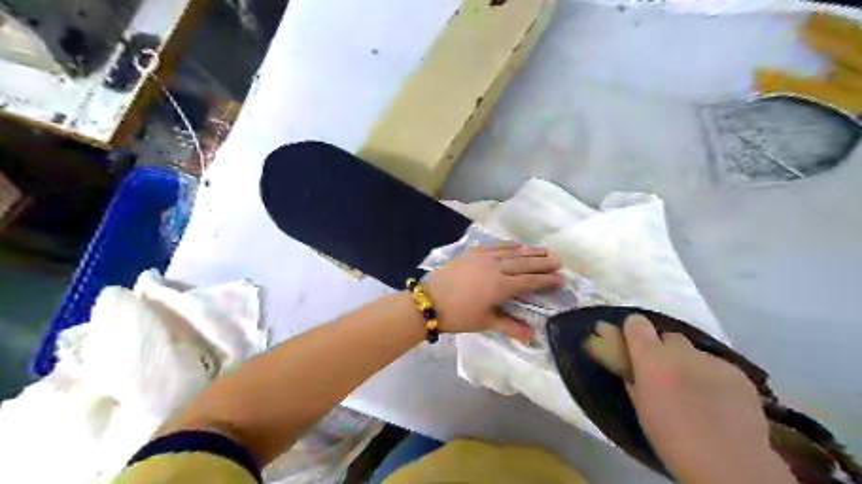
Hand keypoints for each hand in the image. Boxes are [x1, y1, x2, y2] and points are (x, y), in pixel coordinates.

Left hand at [425, 245, 562, 342]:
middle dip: (543, 262)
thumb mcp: (485, 322)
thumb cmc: (458, 315)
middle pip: (524, 264)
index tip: (561, 278)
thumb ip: (510, 326)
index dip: (546, 280)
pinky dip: (508, 245)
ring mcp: (484, 258)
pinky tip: (518, 244)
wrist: (429, 300)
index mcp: (501, 286)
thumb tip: (532, 338)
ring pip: (512, 253)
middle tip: (559, 260)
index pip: (529, 281)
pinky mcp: (472, 253)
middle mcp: (496, 268)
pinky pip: (495, 246)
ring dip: (529, 251)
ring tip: (545, 250)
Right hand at [620, 314, 793, 483]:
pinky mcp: (738, 373)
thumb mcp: (639, 405)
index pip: (636, 323)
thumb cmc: (670, 437)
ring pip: (694, 353)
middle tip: (665, 375)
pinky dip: (713, 377)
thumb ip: (633, 376)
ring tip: (696, 392)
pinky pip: (718, 367)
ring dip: (690, 365)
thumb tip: (630, 365)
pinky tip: (718, 401)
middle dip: (664, 351)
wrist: (729, 463)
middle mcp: (681, 351)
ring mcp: (712, 360)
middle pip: (668, 337)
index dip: (634, 331)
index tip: (633, 344)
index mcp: (651, 358)